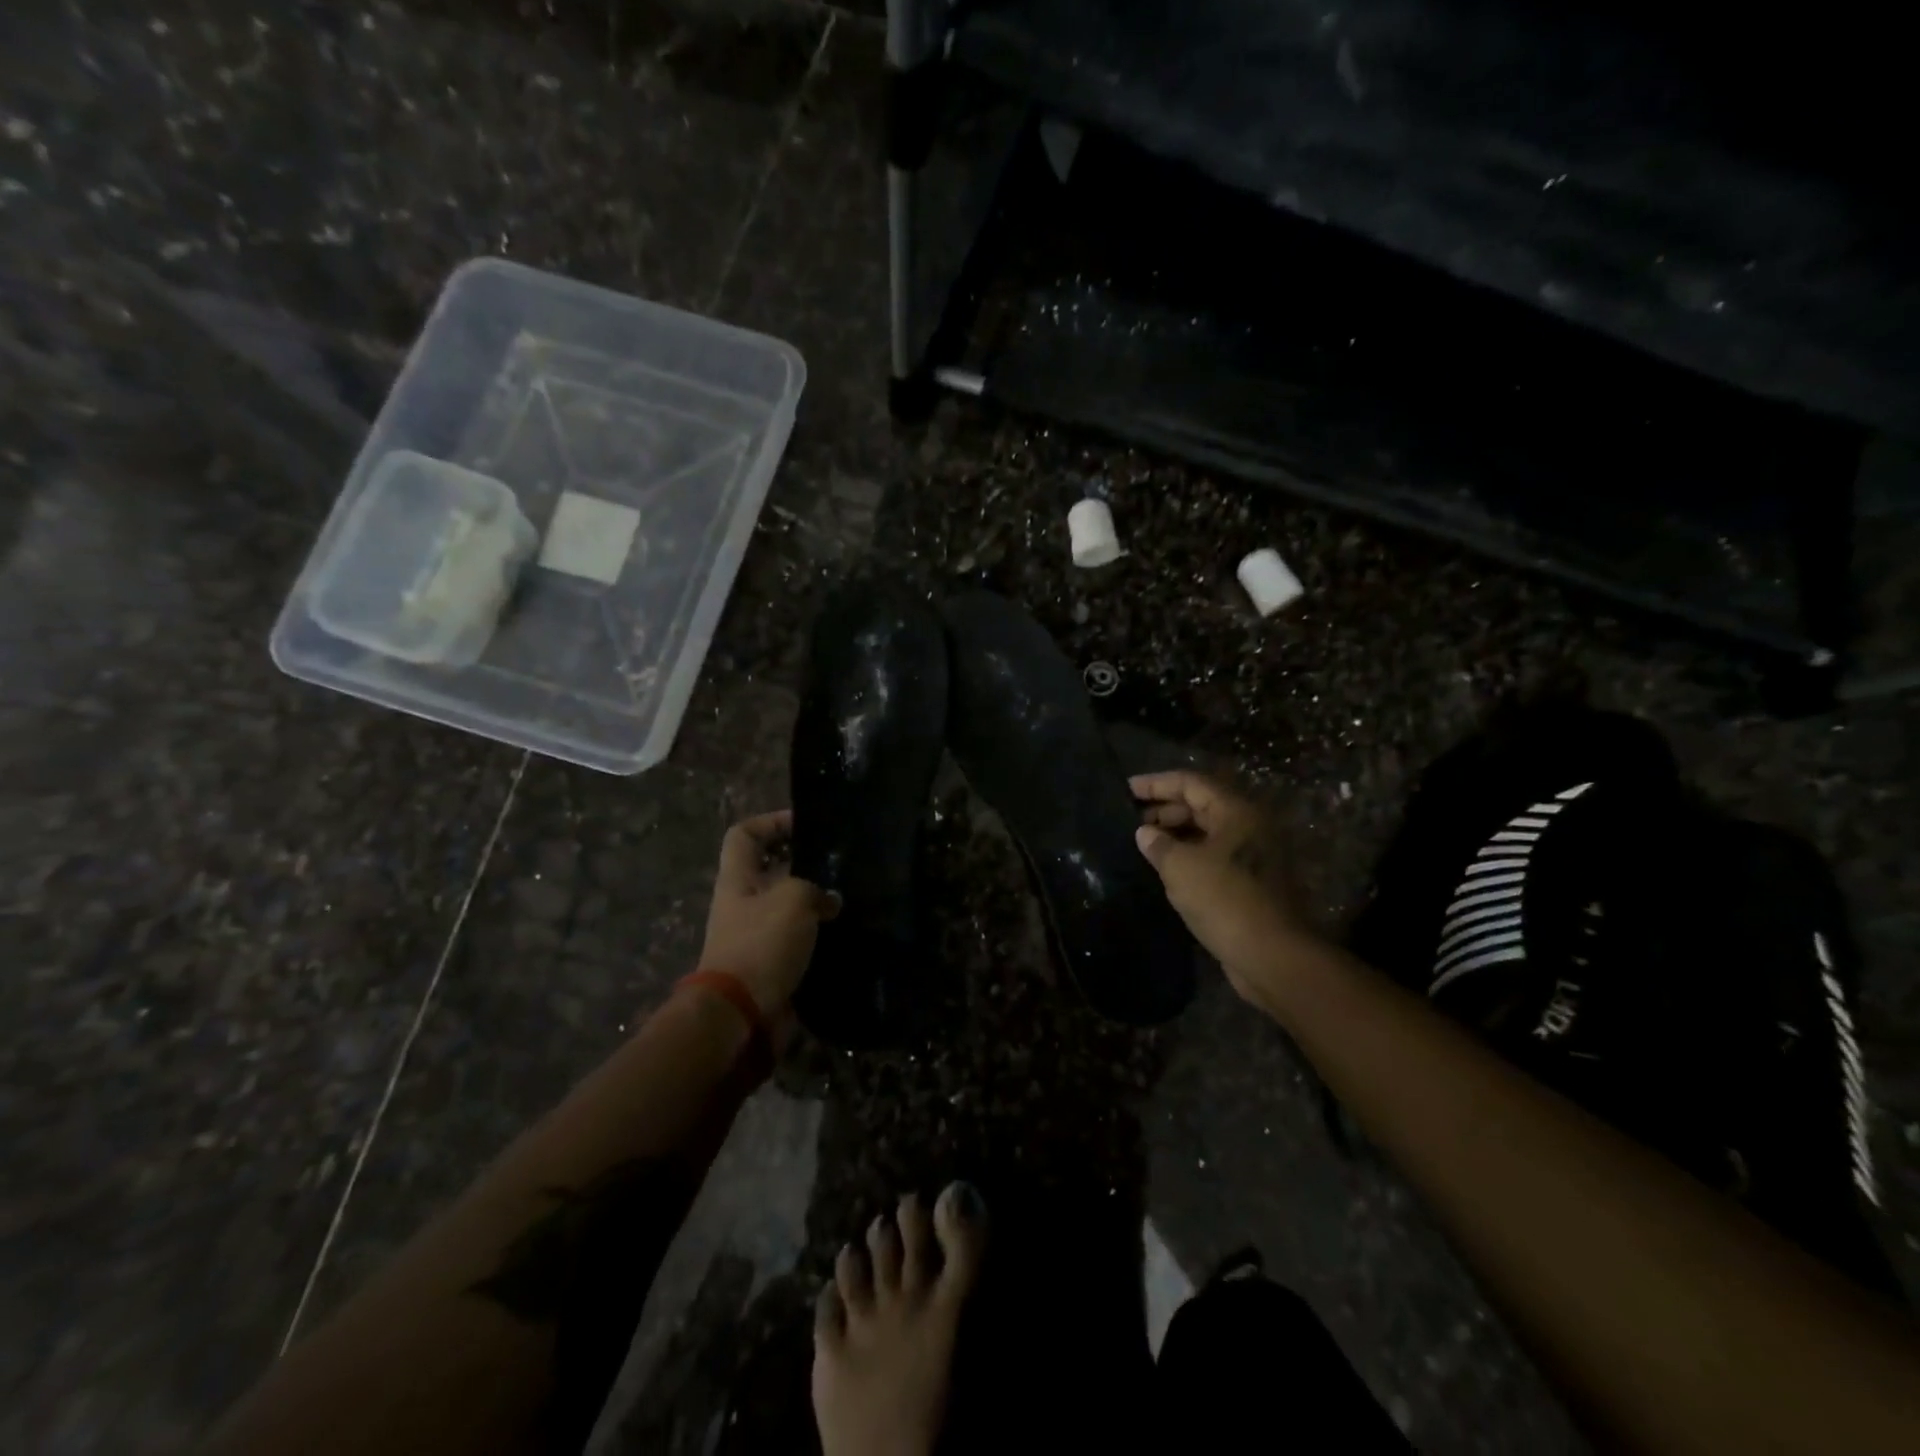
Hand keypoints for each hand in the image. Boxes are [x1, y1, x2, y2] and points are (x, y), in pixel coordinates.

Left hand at [698, 810, 839, 1018]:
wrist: (742, 1014)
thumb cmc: (761, 945)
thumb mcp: (793, 899)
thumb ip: (815, 889)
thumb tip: (829, 901)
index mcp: (738, 879)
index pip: (744, 834)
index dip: (771, 822)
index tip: (805, 825)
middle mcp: (745, 903)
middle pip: (770, 869)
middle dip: (803, 862)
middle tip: (838, 861)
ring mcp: (757, 934)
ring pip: (788, 904)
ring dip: (816, 900)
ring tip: (849, 893)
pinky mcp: (773, 963)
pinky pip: (799, 938)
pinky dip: (819, 933)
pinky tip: (847, 930)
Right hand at [1130, 772, 1308, 1013]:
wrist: (1272, 956)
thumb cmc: (1225, 901)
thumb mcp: (1181, 868)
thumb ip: (1158, 844)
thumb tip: (1145, 833)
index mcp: (1236, 812)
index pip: (1191, 783)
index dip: (1156, 783)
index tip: (1126, 789)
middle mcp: (1248, 827)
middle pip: (1200, 805)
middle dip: (1163, 810)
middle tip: (1130, 820)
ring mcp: (1252, 856)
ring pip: (1206, 833)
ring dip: (1174, 835)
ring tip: (1141, 844)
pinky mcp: (1249, 883)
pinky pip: (1212, 857)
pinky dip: (1187, 857)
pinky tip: (1162, 869)